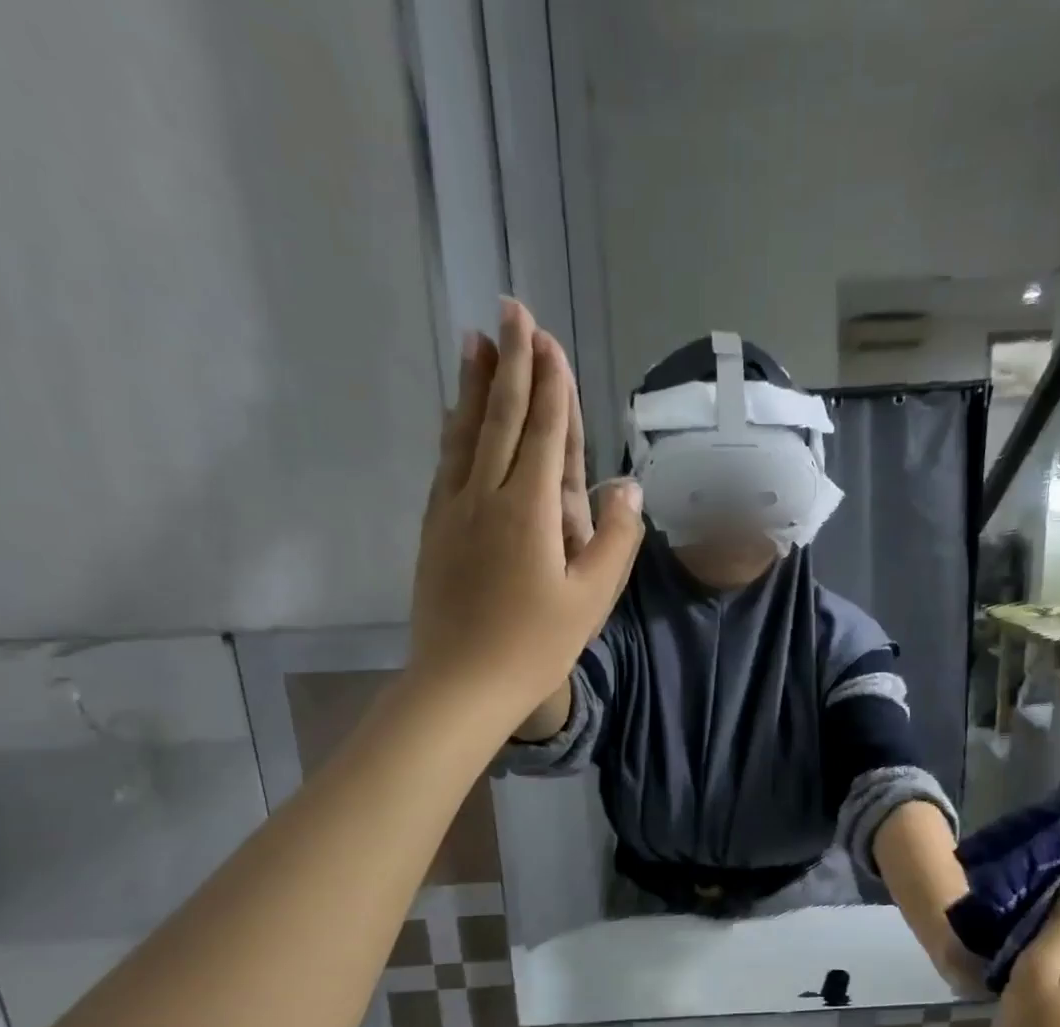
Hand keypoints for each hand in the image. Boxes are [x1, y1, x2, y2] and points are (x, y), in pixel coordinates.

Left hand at [410, 299, 642, 719]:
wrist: (460, 684)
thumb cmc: (534, 646)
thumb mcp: (590, 600)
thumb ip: (613, 539)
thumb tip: (625, 485)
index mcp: (528, 510)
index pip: (544, 433)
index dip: (549, 384)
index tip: (546, 337)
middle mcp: (486, 496)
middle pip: (501, 418)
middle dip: (511, 364)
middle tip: (510, 310)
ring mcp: (453, 510)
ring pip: (465, 433)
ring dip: (476, 385)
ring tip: (477, 341)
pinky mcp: (434, 529)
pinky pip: (445, 463)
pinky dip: (454, 429)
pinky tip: (455, 414)